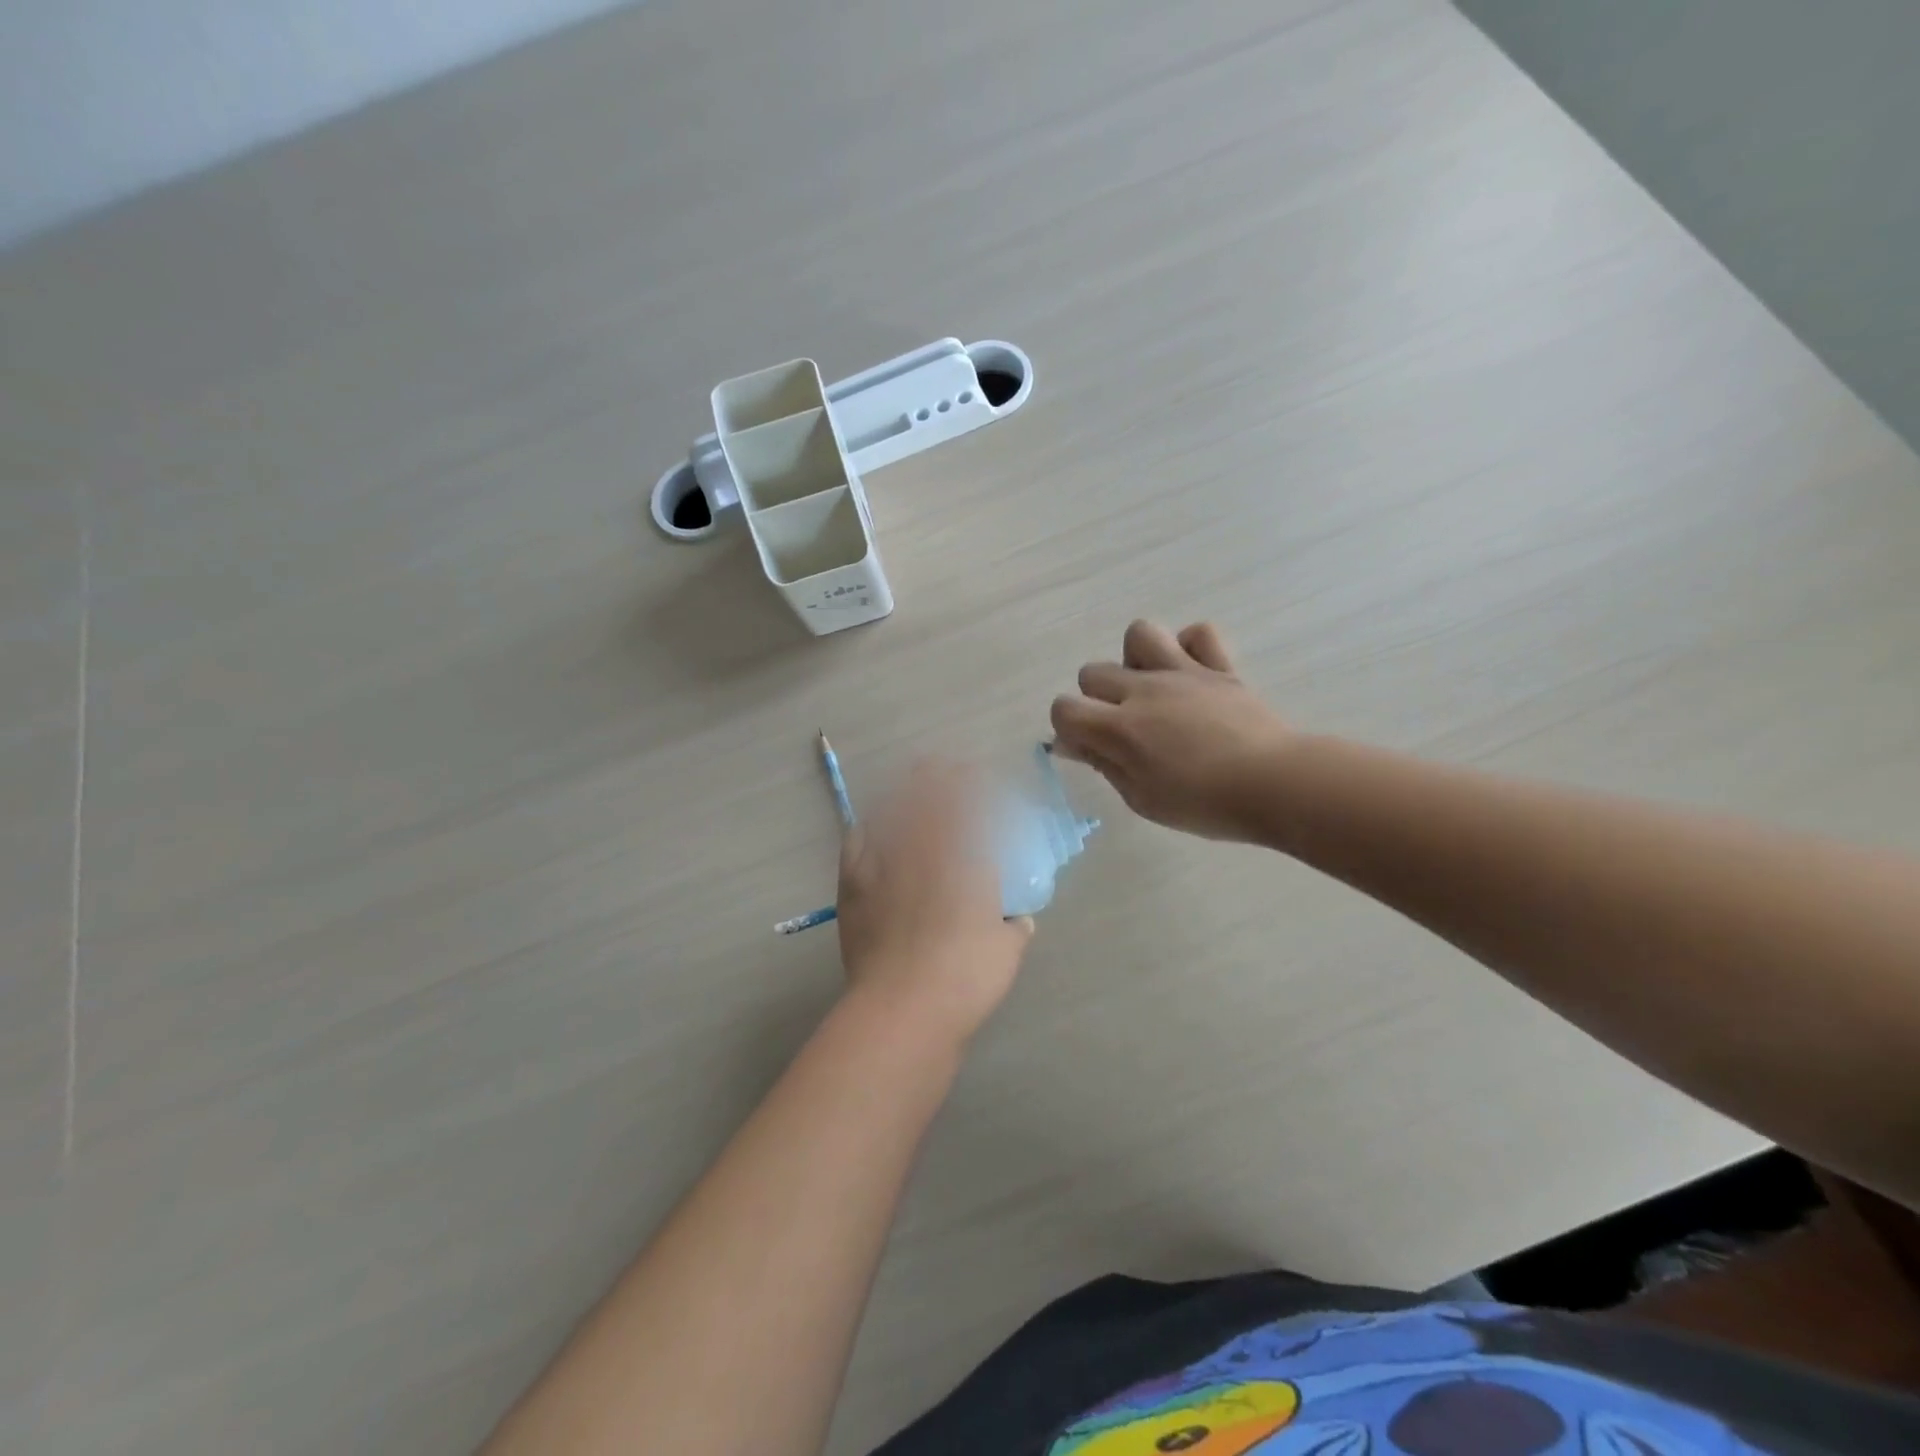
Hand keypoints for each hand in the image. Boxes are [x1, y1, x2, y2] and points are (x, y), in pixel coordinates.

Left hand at [836, 759, 1034, 1045]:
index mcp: (964, 858)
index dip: (969, 783)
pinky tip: (868, 828)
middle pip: (925, 798)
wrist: (903, 1007)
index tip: (973, 772)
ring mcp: (883, 865)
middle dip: (933, 776)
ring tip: (906, 785)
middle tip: (937, 766)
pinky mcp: (853, 887)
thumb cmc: (966, 976)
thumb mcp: (1006, 951)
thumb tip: (1020, 919)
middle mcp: (922, 850)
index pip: (966, 805)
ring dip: (900, 794)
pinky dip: (865, 830)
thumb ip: (1015, 928)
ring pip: (890, 813)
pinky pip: (857, 844)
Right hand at [1050, 620, 1292, 841]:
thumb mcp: (1142, 799)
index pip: (1064, 709)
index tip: (1090, 749)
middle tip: (1125, 729)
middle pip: (1093, 672)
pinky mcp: (1219, 667)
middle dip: (1097, 699)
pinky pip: (1199, 633)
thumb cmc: (1205, 804)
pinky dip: (1190, 648)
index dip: (1068, 728)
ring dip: (1136, 661)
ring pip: (1139, 634)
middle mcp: (1144, 690)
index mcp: (1120, 728)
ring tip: (1153, 691)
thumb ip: (1103, 764)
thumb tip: (1071, 743)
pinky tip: (1192, 676)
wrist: (1276, 785)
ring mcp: (1183, 672)